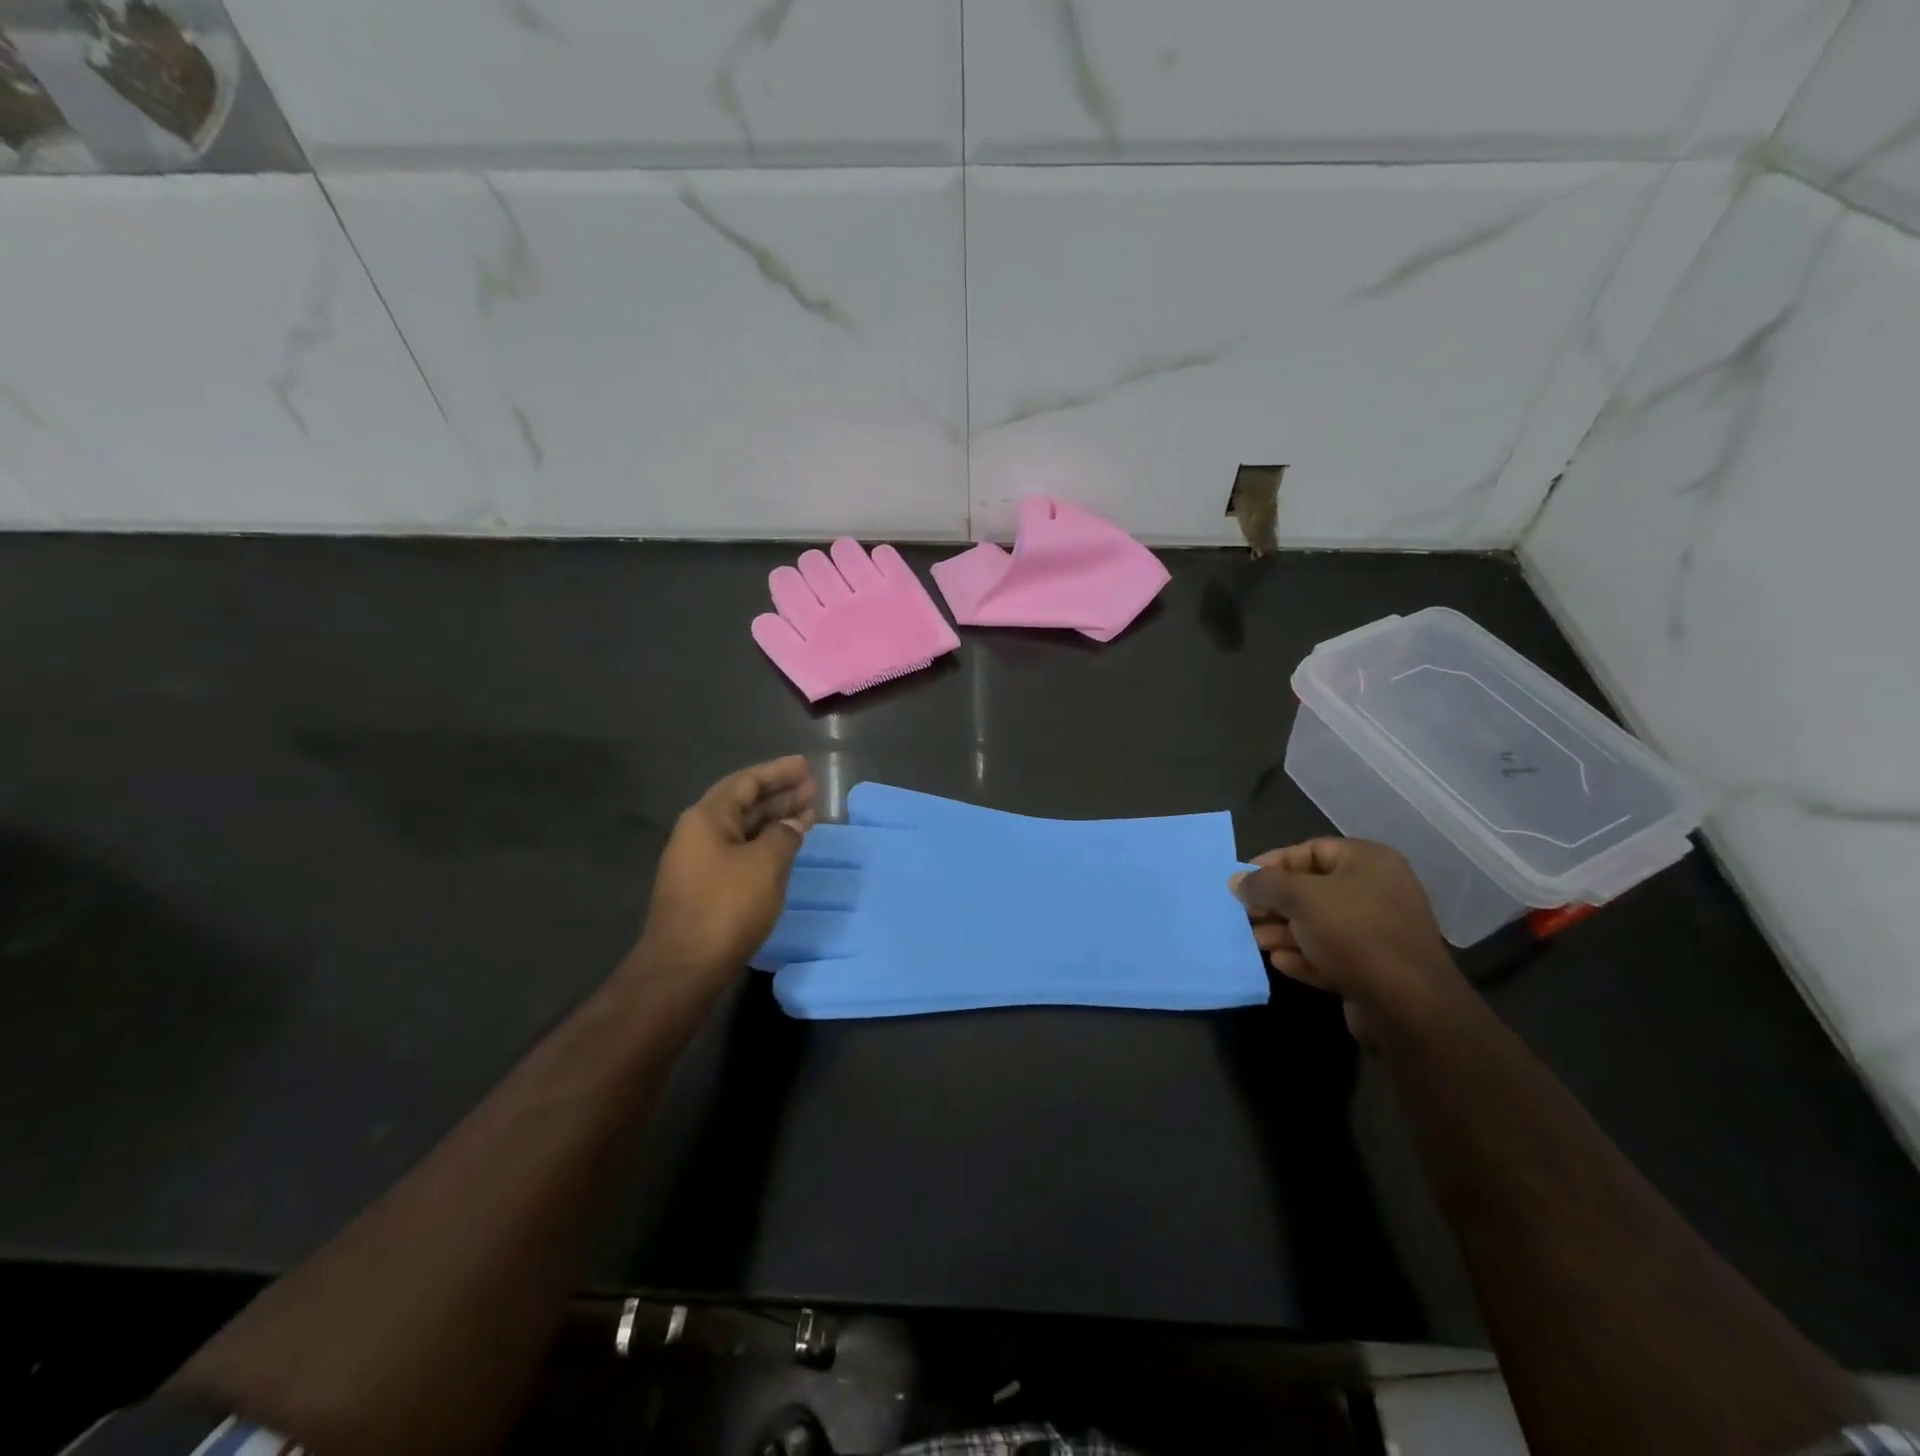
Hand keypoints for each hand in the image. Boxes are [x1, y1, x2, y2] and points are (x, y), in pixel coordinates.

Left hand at [631, 756, 816, 985]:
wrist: (684, 967)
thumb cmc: (726, 907)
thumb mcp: (765, 864)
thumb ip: (784, 835)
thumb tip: (792, 825)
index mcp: (707, 818)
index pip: (746, 782)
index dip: (777, 772)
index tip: (804, 766)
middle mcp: (698, 833)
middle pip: (743, 803)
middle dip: (779, 794)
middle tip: (812, 788)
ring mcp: (699, 862)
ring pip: (743, 829)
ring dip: (774, 820)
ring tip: (808, 814)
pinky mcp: (704, 887)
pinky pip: (740, 851)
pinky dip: (765, 844)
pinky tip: (786, 848)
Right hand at [1231, 837, 1463, 1040]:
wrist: (1408, 1005)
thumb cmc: (1353, 933)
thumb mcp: (1300, 897)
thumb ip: (1265, 884)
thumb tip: (1237, 880)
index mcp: (1368, 862)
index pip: (1311, 849)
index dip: (1273, 863)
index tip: (1243, 881)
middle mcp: (1377, 891)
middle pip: (1313, 888)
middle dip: (1276, 902)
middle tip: (1245, 913)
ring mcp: (1378, 932)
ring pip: (1320, 923)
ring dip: (1285, 931)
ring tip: (1256, 941)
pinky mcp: (1375, 968)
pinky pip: (1332, 954)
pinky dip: (1304, 955)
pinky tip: (1280, 962)